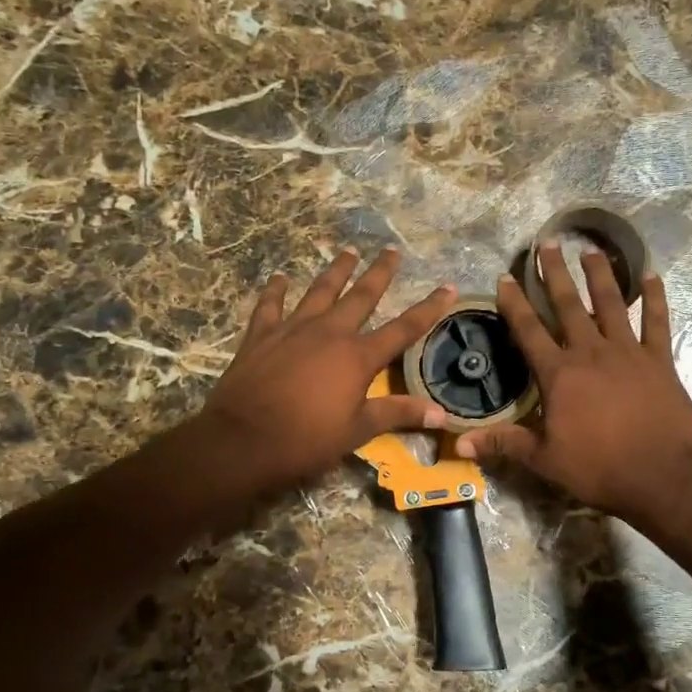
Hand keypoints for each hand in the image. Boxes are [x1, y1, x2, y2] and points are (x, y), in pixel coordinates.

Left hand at [199, 247, 455, 492]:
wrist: (243, 440)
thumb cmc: (306, 440)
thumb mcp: (358, 431)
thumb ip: (398, 414)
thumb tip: (441, 413)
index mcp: (358, 357)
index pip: (403, 328)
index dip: (429, 308)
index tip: (448, 287)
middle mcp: (329, 332)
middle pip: (361, 296)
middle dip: (379, 273)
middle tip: (392, 251)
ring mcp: (293, 329)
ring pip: (319, 291)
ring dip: (336, 271)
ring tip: (348, 252)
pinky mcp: (261, 335)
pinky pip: (270, 305)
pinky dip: (275, 290)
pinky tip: (279, 277)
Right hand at [455, 244, 691, 529]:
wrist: (662, 476)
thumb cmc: (598, 468)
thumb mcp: (544, 459)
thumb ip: (503, 443)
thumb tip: (459, 442)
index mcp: (560, 374)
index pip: (529, 331)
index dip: (515, 304)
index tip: (505, 277)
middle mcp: (591, 353)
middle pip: (569, 305)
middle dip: (555, 274)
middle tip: (548, 243)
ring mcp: (629, 353)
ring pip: (612, 304)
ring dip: (601, 275)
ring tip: (592, 251)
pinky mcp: (659, 361)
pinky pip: (657, 322)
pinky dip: (656, 299)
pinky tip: (652, 276)